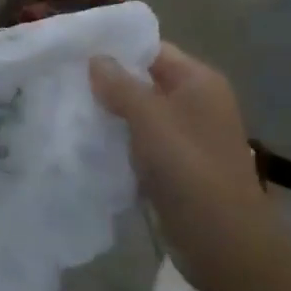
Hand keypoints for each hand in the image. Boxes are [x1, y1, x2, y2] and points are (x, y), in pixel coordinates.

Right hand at [91, 44, 268, 290]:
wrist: (224, 242)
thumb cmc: (189, 168)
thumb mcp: (149, 118)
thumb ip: (120, 85)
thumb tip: (96, 59)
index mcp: (198, 81)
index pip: (152, 50)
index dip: (116, 49)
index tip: (75, 51)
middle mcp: (196, 103)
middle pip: (144, 81)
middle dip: (108, 83)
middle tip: (65, 81)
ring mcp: (187, 137)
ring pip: (140, 115)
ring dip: (111, 115)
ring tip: (69, 110)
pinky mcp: (177, 168)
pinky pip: (142, 144)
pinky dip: (120, 142)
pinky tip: (88, 144)